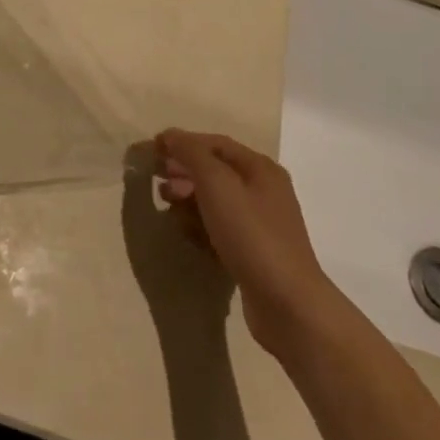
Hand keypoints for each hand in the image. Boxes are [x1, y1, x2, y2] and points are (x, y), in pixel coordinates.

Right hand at [155, 129, 344, 361]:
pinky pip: (218, 229)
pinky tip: (187, 235)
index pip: (214, 143)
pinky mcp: (252, 253)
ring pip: (214, 202)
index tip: (152, 151)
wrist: (287, 304)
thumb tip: (169, 136)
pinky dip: (199, 227)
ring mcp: (260, 224)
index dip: (182, 143)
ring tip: (169, 210)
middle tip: (157, 183)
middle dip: (183, 173)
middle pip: (214, 172)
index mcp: (260, 168)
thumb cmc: (250, 234)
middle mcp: (263, 191)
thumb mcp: (216, 183)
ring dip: (187, 201)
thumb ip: (190, 153)